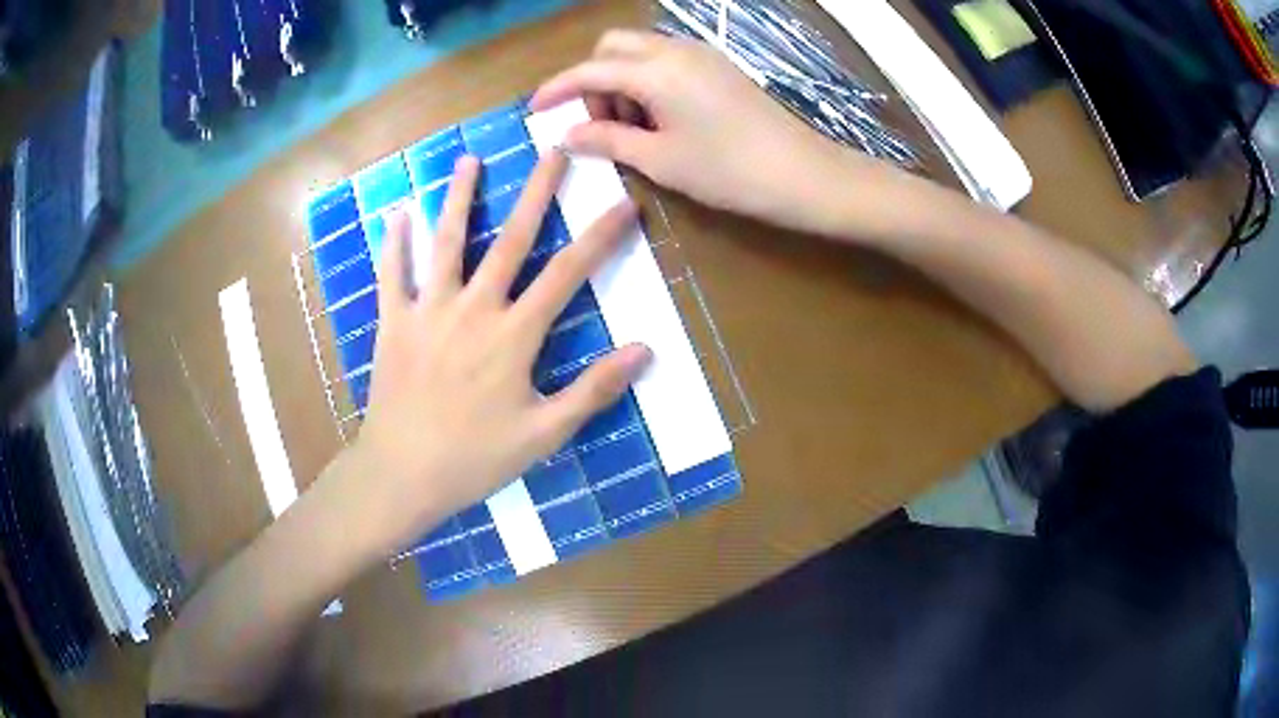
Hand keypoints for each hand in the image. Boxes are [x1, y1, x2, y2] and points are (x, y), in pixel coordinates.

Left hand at [343, 152, 650, 554]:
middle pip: (512, 239)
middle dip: (538, 192)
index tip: (624, 203)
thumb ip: (594, 389)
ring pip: (447, 243)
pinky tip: (397, 213)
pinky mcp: (393, 322)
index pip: (568, 273)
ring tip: (469, 159)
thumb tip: (644, 351)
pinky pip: (393, 274)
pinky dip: (395, 242)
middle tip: (554, 150)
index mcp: (514, 334)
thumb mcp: (545, 433)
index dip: (600, 236)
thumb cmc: (475, 459)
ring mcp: (428, 310)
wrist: (403, 474)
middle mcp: (473, 308)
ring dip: (460, 198)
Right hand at [530, 30, 883, 235]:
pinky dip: (648, 81)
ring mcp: (701, 55)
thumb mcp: (660, 160)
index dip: (557, 88)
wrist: (802, 174)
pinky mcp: (718, 66)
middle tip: (600, 124)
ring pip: (640, 51)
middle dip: (594, 79)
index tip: (534, 109)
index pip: (590, 69)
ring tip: (634, 129)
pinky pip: (667, 60)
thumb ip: (608, 140)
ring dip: (622, 80)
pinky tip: (660, 118)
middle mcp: (675, 50)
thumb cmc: (729, 171)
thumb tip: (567, 136)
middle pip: (613, 46)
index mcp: (656, 71)